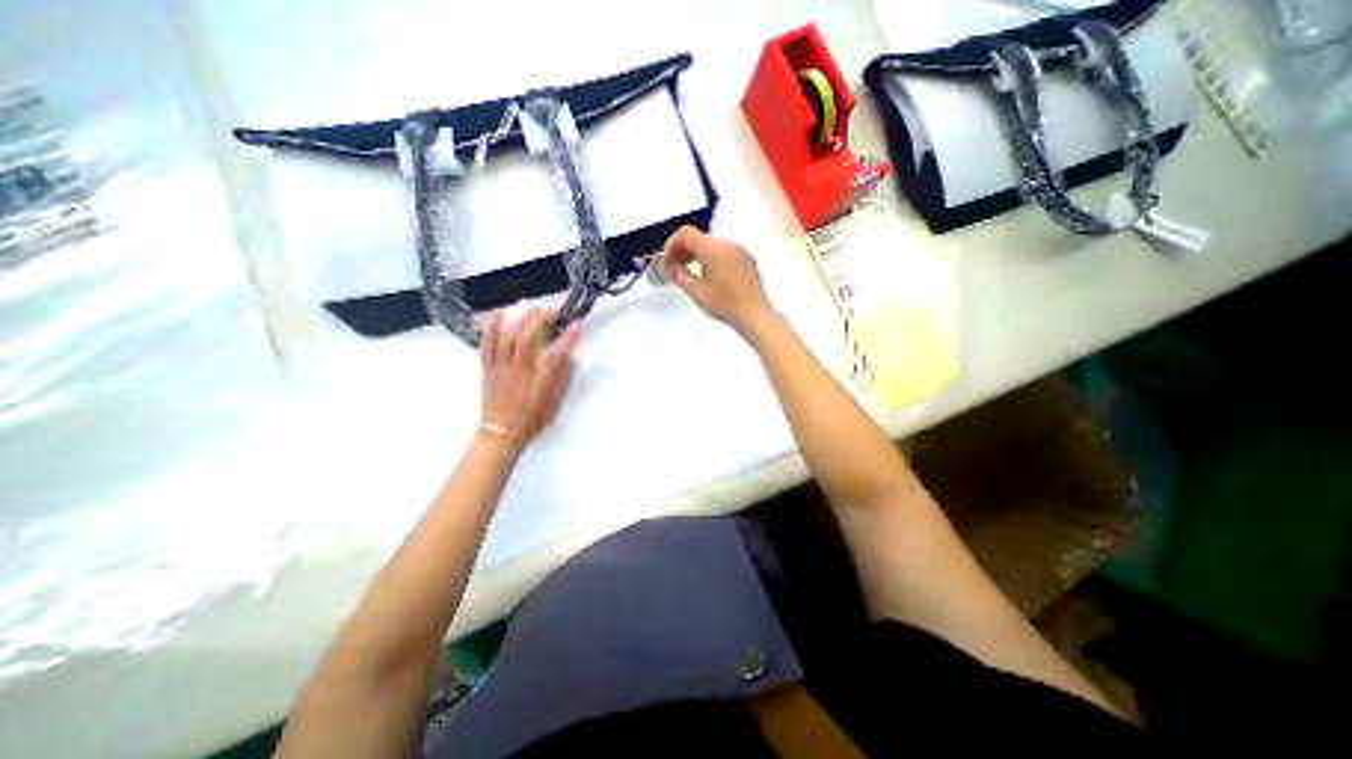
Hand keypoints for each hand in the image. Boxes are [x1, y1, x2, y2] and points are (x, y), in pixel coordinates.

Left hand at [476, 306, 578, 449]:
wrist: (501, 433)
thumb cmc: (533, 419)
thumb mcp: (555, 402)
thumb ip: (563, 376)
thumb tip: (568, 353)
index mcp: (539, 382)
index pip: (557, 353)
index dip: (569, 336)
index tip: (579, 322)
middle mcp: (519, 371)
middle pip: (528, 337)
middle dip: (542, 318)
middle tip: (554, 310)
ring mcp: (500, 367)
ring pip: (507, 336)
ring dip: (519, 317)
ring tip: (530, 305)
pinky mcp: (487, 367)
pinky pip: (487, 343)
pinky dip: (493, 326)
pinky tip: (500, 314)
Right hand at [664, 226, 770, 333]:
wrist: (755, 316)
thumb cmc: (725, 305)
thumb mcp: (696, 292)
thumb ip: (679, 275)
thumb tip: (669, 266)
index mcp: (714, 249)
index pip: (686, 233)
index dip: (672, 244)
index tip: (667, 260)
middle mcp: (728, 244)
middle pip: (699, 237)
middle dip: (683, 249)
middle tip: (674, 268)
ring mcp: (740, 251)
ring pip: (712, 244)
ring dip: (697, 254)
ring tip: (689, 273)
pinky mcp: (747, 260)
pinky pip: (724, 252)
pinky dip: (711, 258)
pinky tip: (708, 276)